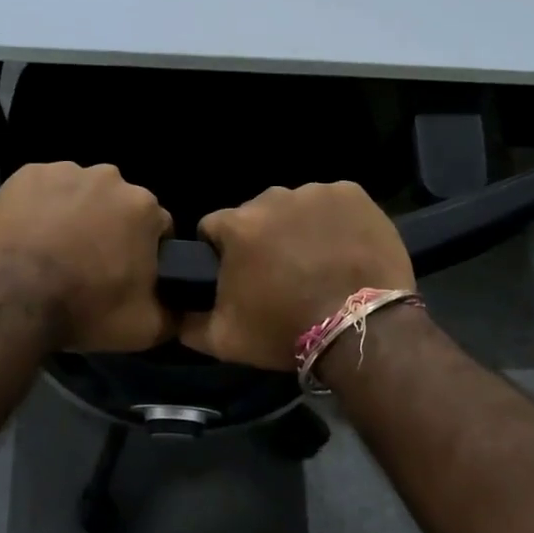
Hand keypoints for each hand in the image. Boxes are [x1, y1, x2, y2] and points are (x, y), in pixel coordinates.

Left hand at [0, 162, 173, 351]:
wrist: (8, 300)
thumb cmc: (84, 310)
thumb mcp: (146, 328)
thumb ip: (174, 311)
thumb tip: (182, 303)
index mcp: (144, 207)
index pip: (158, 228)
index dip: (145, 253)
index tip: (127, 275)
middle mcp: (109, 177)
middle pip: (118, 205)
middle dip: (110, 228)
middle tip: (89, 264)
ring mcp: (64, 171)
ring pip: (80, 193)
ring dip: (75, 215)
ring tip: (54, 251)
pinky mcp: (25, 174)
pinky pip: (43, 190)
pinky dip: (40, 207)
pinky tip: (29, 235)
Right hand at [181, 182, 412, 369]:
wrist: (360, 331)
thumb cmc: (285, 331)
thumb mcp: (224, 340)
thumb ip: (187, 322)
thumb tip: (173, 312)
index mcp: (237, 225)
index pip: (213, 228)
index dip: (221, 252)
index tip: (238, 275)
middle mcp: (273, 197)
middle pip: (256, 214)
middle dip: (261, 238)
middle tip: (281, 273)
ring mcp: (316, 192)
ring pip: (295, 206)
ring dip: (297, 227)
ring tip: (316, 261)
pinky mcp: (353, 195)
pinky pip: (332, 203)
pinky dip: (333, 220)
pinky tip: (342, 247)